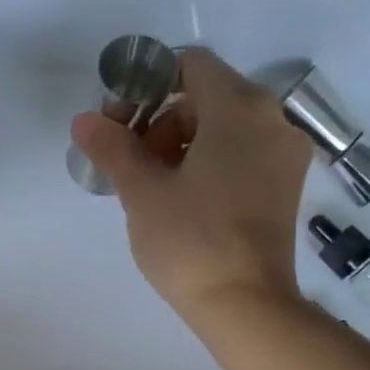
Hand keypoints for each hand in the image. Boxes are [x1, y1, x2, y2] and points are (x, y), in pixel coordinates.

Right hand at [71, 47, 313, 319]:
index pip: (189, 64)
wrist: (246, 304)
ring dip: (182, 144)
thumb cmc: (191, 241)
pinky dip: (209, 162)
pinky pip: (242, 154)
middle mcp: (272, 119)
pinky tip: (183, 199)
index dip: (147, 86)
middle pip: (206, 96)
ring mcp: (283, 155)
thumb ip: (113, 148)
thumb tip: (84, 120)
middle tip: (129, 162)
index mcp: (239, 108)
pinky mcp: (285, 186)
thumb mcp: (142, 193)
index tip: (120, 124)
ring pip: (225, 127)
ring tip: (151, 186)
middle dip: (161, 120)